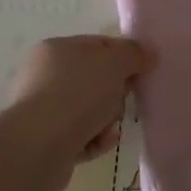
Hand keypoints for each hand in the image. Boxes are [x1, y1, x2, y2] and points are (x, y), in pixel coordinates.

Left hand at [7, 35, 154, 183]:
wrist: (41, 144)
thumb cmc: (78, 93)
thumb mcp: (114, 63)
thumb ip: (134, 54)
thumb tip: (149, 53)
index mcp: (57, 49)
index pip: (98, 46)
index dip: (123, 56)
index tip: (142, 71)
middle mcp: (44, 76)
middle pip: (94, 80)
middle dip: (115, 92)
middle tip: (124, 100)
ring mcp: (43, 109)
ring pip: (89, 110)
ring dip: (106, 119)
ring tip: (110, 127)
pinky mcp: (45, 140)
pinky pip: (80, 136)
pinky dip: (94, 139)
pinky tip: (102, 142)